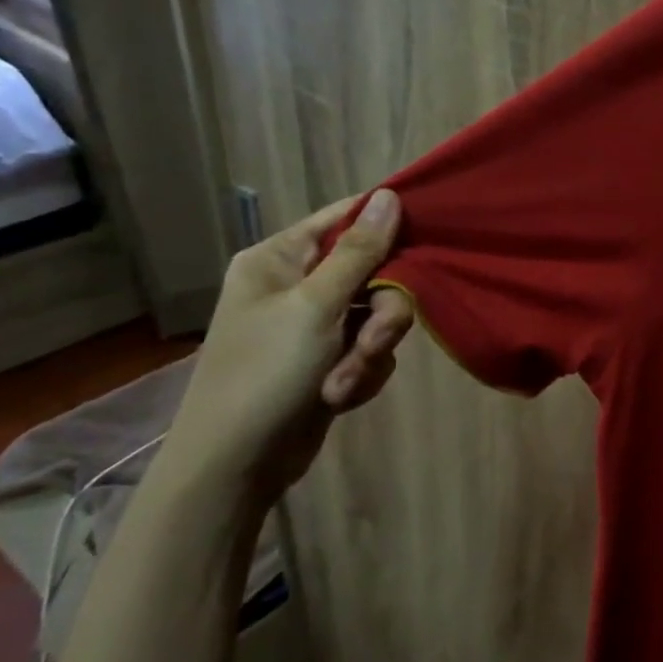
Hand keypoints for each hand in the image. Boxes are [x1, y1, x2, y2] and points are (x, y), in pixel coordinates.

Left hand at [162, 192, 414, 506]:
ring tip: (342, 384)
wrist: (236, 465)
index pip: (345, 218)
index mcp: (280, 258)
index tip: (426, 236)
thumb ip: (359, 252)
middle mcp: (298, 284)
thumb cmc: (266, 373)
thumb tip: (390, 195)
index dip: (386, 225)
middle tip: (373, 342)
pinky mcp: (329, 358)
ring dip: (370, 351)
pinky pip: (370, 348)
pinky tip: (339, 396)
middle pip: (374, 272)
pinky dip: (361, 372)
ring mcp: (315, 324)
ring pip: (379, 315)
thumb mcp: (316, 307)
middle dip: (380, 314)